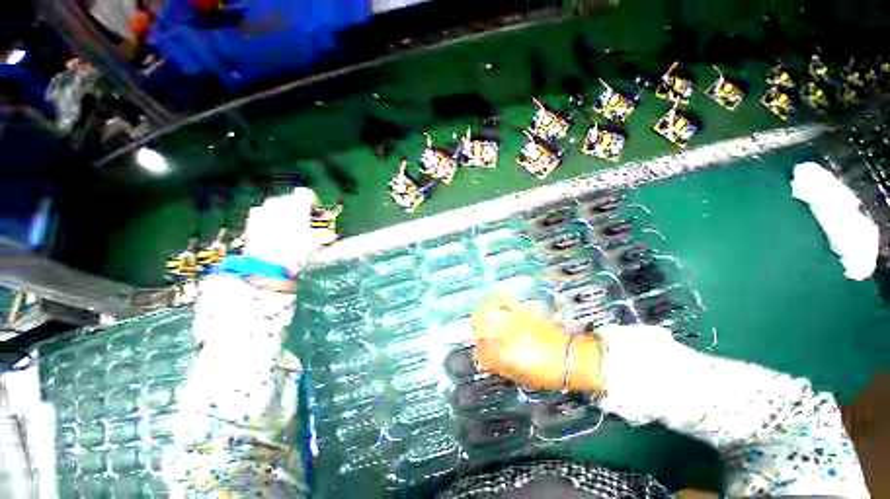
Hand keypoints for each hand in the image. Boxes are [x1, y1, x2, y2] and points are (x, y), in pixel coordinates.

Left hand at [242, 187, 336, 273]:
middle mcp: (278, 202)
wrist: (267, 264)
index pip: (306, 193)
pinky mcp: (251, 221)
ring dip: (284, 215)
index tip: (317, 215)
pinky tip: (274, 235)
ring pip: (276, 207)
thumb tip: (331, 232)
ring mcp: (262, 210)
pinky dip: (270, 221)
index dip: (313, 203)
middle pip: (291, 200)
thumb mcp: (317, 243)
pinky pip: (263, 215)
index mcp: (296, 205)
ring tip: (289, 232)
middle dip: (298, 211)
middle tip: (304, 225)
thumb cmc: (296, 251)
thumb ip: (325, 233)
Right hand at [470, 297, 602, 391]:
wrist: (573, 357)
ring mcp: (515, 319)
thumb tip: (489, 363)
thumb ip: (501, 368)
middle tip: (477, 337)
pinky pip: (506, 300)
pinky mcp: (524, 311)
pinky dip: (497, 301)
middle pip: (479, 325)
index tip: (481, 358)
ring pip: (488, 310)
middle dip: (475, 332)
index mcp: (504, 354)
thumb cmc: (550, 373)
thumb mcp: (523, 378)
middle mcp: (506, 333)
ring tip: (481, 320)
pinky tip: (496, 305)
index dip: (478, 356)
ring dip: (481, 316)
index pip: (480, 352)